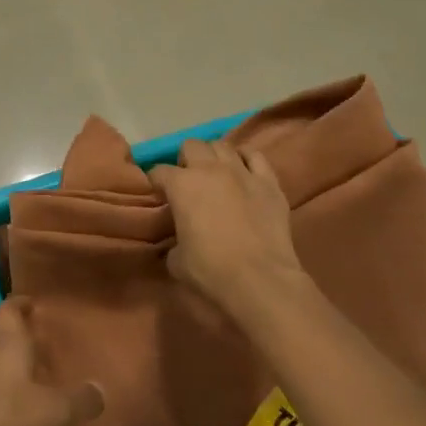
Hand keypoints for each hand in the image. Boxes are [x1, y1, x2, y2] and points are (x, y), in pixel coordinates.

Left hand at [0, 297, 103, 425]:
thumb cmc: (9, 420)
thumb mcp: (57, 411)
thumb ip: (81, 399)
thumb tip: (98, 389)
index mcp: (7, 344)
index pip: (8, 309)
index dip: (20, 303)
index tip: (36, 304)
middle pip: (6, 339)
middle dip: (28, 342)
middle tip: (55, 350)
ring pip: (1, 368)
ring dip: (21, 373)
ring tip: (48, 386)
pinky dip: (13, 399)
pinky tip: (31, 419)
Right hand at [149, 138, 307, 329]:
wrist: (260, 280)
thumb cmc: (211, 270)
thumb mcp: (176, 260)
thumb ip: (173, 242)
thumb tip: (178, 241)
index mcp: (181, 185)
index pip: (159, 171)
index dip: (156, 182)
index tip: (159, 195)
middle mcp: (209, 169)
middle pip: (191, 146)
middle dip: (186, 160)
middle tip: (188, 181)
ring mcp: (242, 172)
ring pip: (222, 145)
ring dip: (214, 157)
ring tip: (215, 174)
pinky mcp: (269, 182)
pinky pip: (255, 156)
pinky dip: (246, 159)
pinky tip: (243, 172)